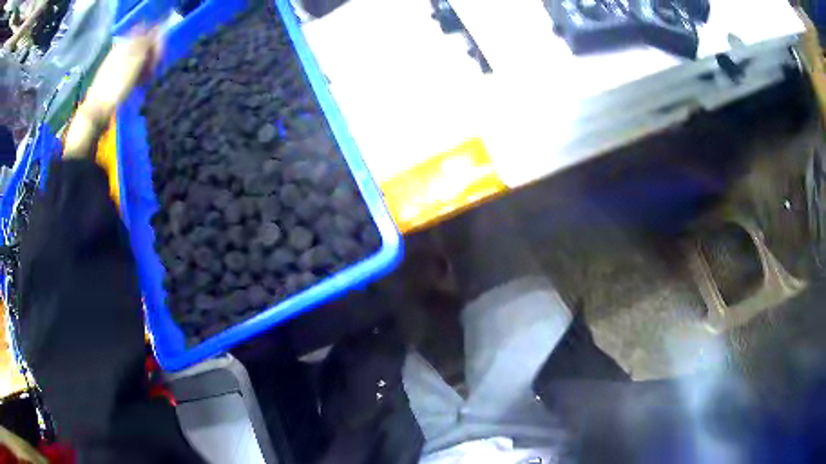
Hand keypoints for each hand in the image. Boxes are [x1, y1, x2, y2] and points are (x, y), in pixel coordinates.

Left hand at [64, 26, 162, 158]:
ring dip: (146, 65)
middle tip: (154, 68)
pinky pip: (131, 69)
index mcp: (125, 43)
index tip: (161, 52)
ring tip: (147, 78)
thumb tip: (157, 27)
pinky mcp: (114, 78)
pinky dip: (138, 74)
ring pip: (137, 57)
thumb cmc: (116, 86)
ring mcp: (116, 64)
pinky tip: (139, 83)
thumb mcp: (135, 60)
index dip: (157, 38)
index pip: (146, 30)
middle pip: (142, 44)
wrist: (96, 113)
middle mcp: (120, 50)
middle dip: (152, 53)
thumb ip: (147, 41)